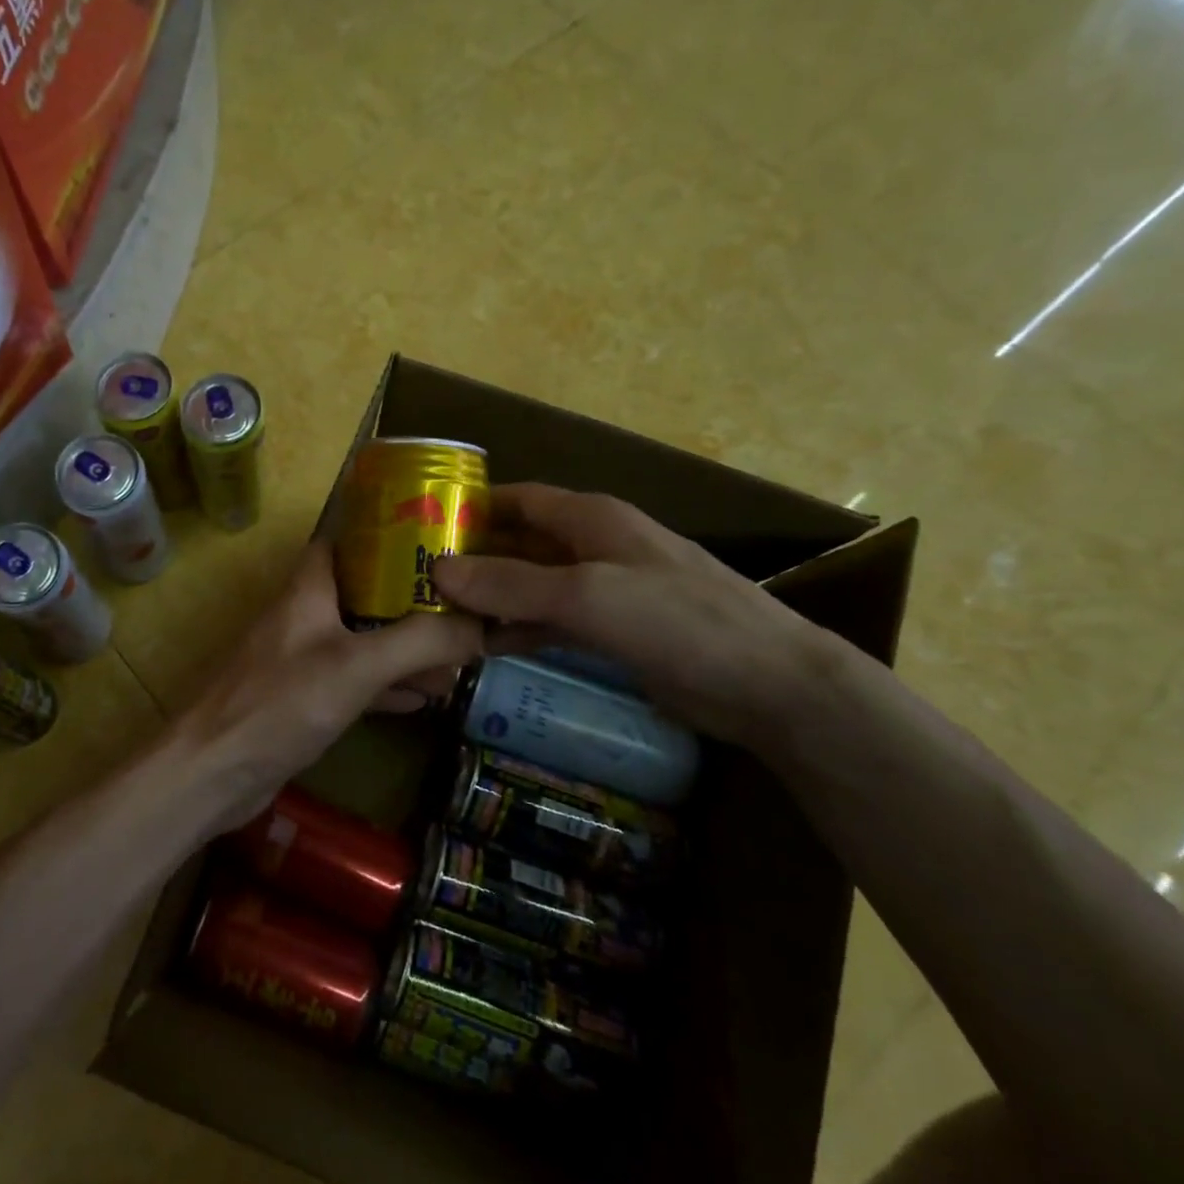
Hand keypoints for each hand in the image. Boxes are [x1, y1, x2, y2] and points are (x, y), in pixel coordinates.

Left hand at [169, 542, 483, 827]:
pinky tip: (426, 697)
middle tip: (466, 605)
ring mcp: (303, 659)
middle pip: (366, 591)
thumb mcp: (357, 665)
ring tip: (460, 653)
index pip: (349, 539)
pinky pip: (356, 681)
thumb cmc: (281, 703)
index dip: (392, 533)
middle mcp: (306, 615)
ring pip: (365, 639)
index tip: (440, 538)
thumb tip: (482, 626)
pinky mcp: (304, 700)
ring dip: (407, 647)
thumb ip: (420, 642)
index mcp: (310, 588)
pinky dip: (389, 684)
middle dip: (413, 599)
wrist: (215, 772)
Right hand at [433, 483, 820, 746]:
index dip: (471, 508)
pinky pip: (550, 622)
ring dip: (490, 600)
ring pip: (530, 587)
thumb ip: (511, 584)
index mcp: (590, 518)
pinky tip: (482, 647)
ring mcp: (603, 591)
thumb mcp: (587, 596)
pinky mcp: (610, 631)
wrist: (767, 684)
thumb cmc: (678, 621)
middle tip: (416, 583)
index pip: (518, 499)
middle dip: (473, 560)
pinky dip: (517, 630)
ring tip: (436, 619)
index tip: (420, 528)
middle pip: (518, 543)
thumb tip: (439, 572)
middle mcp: (592, 546)